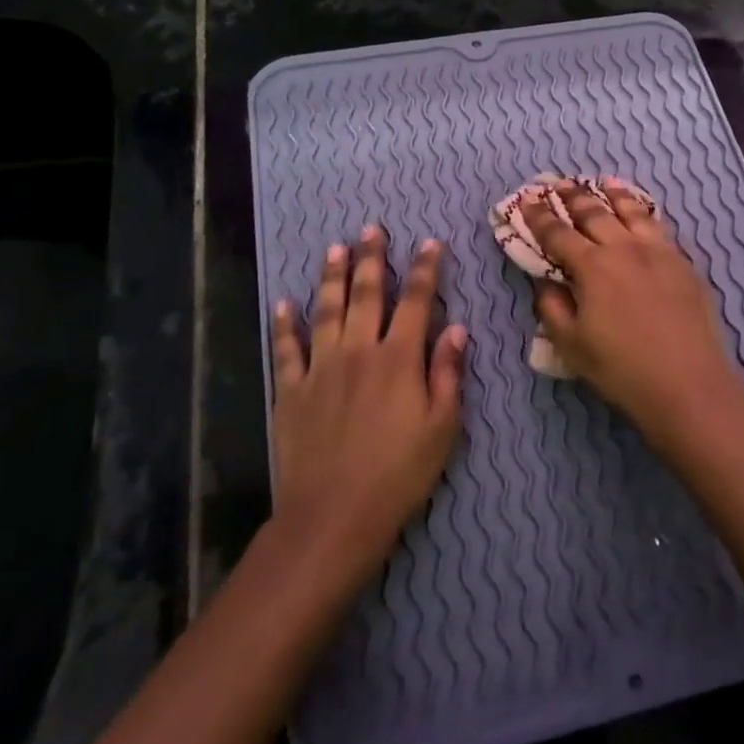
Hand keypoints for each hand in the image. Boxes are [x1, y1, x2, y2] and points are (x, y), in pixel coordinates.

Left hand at [269, 226, 465, 573]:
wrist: (334, 514)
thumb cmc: (400, 473)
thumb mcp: (442, 427)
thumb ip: (448, 373)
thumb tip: (458, 328)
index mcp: (399, 359)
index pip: (416, 301)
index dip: (425, 270)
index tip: (430, 243)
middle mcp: (358, 351)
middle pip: (366, 294)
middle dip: (372, 259)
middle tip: (372, 229)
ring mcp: (320, 368)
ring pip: (326, 310)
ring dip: (332, 277)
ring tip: (335, 248)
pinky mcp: (291, 390)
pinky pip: (287, 348)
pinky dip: (285, 323)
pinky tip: (285, 302)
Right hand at [523, 180, 743, 444]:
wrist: (688, 384)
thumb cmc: (621, 369)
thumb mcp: (572, 345)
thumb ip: (553, 307)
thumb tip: (546, 282)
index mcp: (593, 267)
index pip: (558, 234)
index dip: (539, 217)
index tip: (526, 201)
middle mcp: (625, 248)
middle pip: (594, 213)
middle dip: (573, 197)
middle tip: (559, 184)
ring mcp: (659, 252)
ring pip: (632, 212)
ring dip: (613, 194)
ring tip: (603, 182)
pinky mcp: (684, 263)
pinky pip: (659, 226)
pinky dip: (645, 212)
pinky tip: (643, 212)